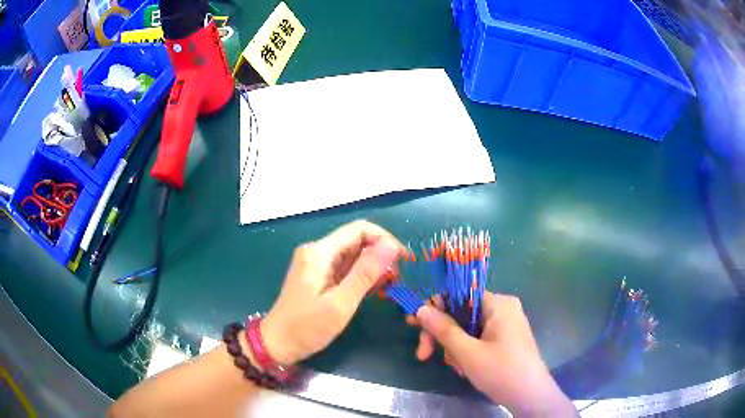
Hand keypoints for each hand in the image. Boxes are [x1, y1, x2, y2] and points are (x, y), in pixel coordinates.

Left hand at [260, 220, 405, 365]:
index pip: (359, 229)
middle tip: (398, 279)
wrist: (278, 344)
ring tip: (389, 287)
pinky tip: (374, 291)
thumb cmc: (307, 327)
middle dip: (380, 255)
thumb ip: (365, 273)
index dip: (384, 239)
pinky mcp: (319, 277)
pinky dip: (362, 277)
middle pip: (356, 241)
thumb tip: (391, 245)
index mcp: (320, 252)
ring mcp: (318, 265)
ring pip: (353, 256)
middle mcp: (318, 252)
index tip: (402, 261)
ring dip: (373, 268)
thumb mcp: (340, 303)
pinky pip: (346, 269)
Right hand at [412, 292, 575, 415]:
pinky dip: (466, 352)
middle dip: (442, 336)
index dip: (434, 310)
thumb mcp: (467, 352)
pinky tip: (464, 368)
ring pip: (467, 329)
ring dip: (454, 348)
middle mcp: (503, 308)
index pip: (458, 295)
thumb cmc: (501, 371)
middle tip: (423, 356)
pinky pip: (478, 338)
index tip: (414, 327)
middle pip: (461, 314)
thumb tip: (420, 308)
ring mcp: (505, 325)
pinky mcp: (505, 339)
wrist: (529, 396)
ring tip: (456, 368)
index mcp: (498, 303)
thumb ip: (443, 329)